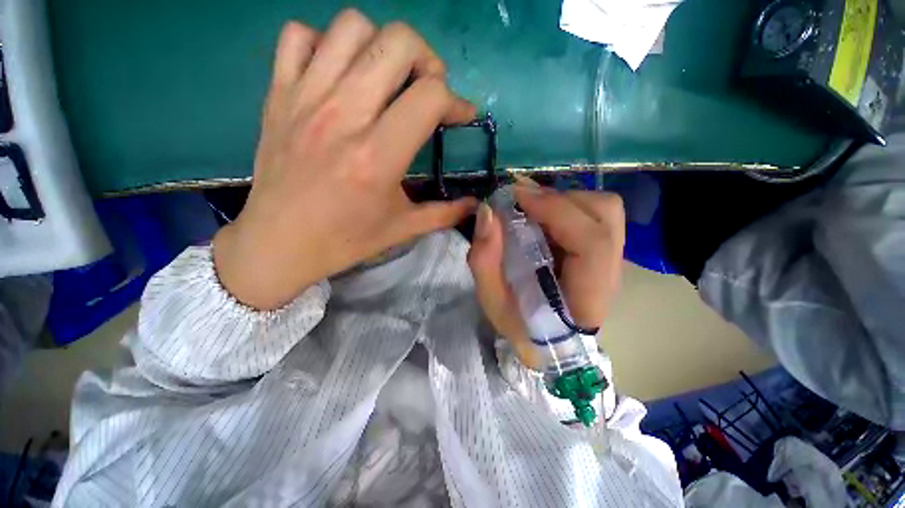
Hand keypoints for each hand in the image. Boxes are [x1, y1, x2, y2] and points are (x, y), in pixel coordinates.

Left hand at [213, 10, 477, 309]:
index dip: (456, 102)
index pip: (430, 96)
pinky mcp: (278, 94)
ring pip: (352, 27)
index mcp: (378, 156)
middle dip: (427, 60)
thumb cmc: (346, 239)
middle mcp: (343, 116)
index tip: (460, 117)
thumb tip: (475, 204)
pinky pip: (299, 36)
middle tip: (427, 90)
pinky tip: (338, 74)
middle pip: (397, 43)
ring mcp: (305, 98)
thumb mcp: (402, 229)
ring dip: (381, 46)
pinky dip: (325, 44)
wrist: (279, 243)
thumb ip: (444, 214)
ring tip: (387, 78)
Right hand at [467, 178, 625, 369]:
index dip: (556, 211)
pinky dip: (565, 206)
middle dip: (560, 200)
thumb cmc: (521, 327)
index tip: (517, 196)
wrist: (547, 340)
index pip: (592, 243)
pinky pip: (593, 214)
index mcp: (587, 297)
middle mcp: (610, 273)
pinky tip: (541, 217)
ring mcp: (611, 259)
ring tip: (531, 208)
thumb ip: (485, 261)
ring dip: (563, 201)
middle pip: (607, 214)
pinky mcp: (603, 251)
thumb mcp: (493, 301)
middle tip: (522, 202)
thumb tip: (488, 212)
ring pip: (604, 209)